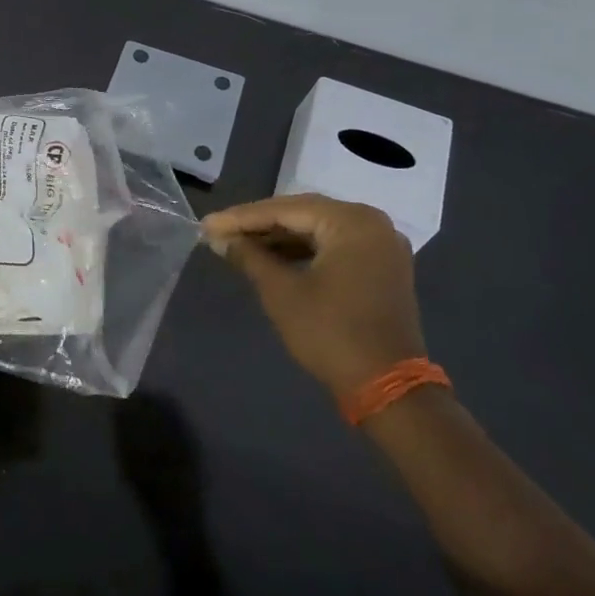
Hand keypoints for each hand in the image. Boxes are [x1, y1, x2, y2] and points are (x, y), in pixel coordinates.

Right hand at [202, 194, 422, 401]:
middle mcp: (372, 223)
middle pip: (303, 214)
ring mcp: (381, 245)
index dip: (241, 218)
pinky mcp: (381, 267)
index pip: (285, 209)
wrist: (387, 386)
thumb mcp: (281, 291)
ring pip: (318, 230)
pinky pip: (333, 246)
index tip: (207, 224)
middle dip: (259, 224)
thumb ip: (248, 256)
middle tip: (219, 231)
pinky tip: (271, 257)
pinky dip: (302, 250)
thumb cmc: (330, 332)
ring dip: (278, 238)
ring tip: (239, 245)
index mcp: (352, 221)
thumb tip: (217, 237)